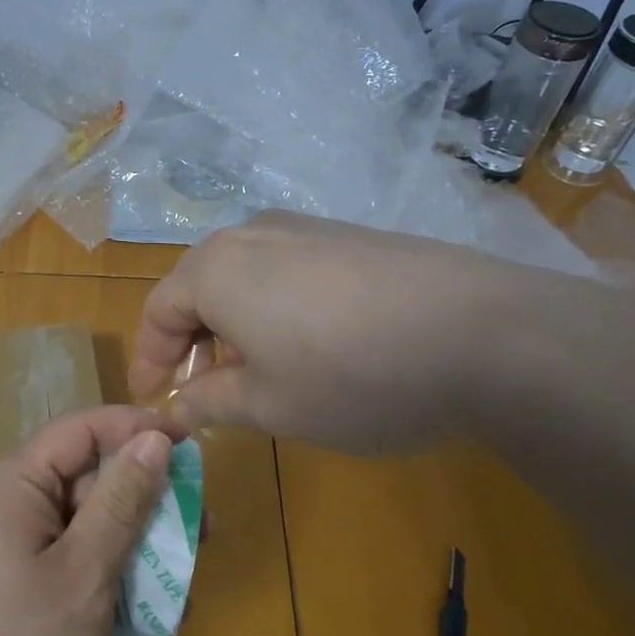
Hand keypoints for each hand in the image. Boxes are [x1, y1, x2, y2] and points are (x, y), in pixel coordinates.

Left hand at [0, 405, 173, 635]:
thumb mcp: (83, 573)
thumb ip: (121, 501)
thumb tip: (154, 438)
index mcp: (15, 480)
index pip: (84, 429)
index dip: (139, 427)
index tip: (192, 443)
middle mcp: (4, 498)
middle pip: (84, 475)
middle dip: (143, 497)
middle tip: (199, 526)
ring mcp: (2, 540)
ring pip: (79, 520)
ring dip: (129, 540)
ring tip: (178, 575)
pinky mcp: (5, 577)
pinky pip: (63, 553)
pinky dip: (102, 568)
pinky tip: (138, 605)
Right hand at [130, 210, 624, 451]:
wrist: (484, 332)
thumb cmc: (352, 375)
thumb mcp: (270, 405)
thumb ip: (211, 402)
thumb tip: (177, 407)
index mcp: (215, 268)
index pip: (158, 309)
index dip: (150, 358)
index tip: (152, 400)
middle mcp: (250, 234)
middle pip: (197, 286)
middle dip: (191, 340)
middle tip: (200, 389)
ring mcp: (303, 228)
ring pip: (243, 275)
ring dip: (232, 323)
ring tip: (253, 370)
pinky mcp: (347, 235)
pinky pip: (285, 269)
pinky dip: (272, 306)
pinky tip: (306, 342)